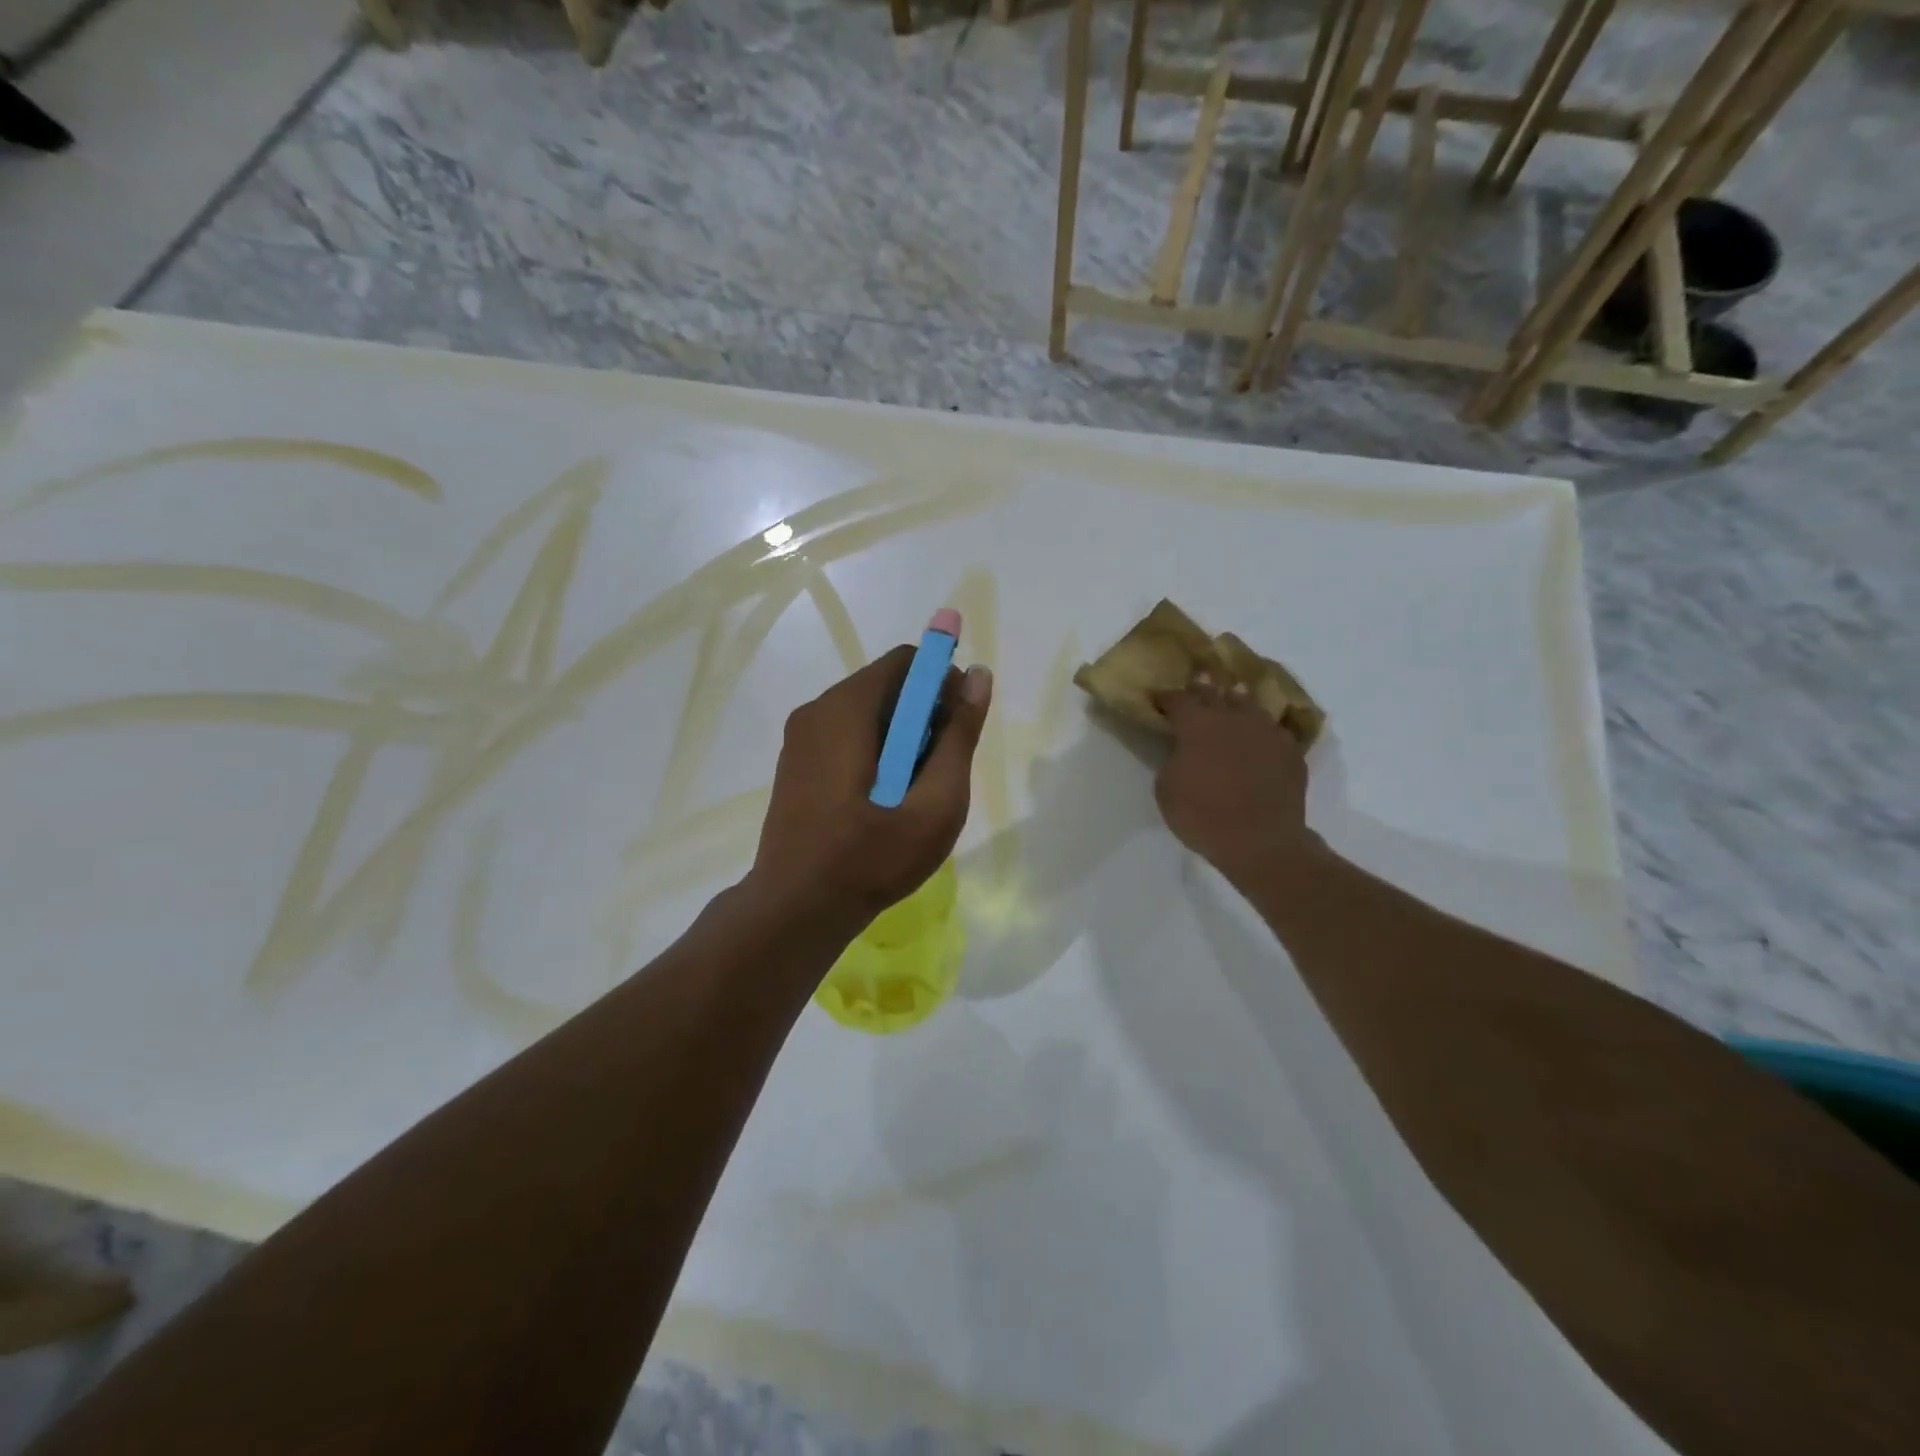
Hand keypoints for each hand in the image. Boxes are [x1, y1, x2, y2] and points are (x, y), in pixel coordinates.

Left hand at [746, 645, 992, 934]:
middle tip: (939, 770)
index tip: (958, 728)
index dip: (943, 684)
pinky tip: (882, 800)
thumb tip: (978, 675)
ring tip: (912, 792)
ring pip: (867, 713)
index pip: (907, 661)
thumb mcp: (935, 802)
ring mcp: (800, 738)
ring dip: (900, 738)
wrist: (796, 910)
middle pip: (886, 686)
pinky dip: (874, 751)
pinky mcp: (796, 763)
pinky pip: (845, 736)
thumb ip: (959, 736)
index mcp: (846, 709)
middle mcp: (816, 710)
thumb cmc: (872, 858)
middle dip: (923, 716)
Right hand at [1153, 676, 1319, 879]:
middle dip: (1203, 686)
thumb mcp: (1166, 789)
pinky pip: (1274, 729)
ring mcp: (1265, 730)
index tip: (1159, 700)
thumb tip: (1182, 750)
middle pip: (1215, 692)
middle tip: (1198, 678)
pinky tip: (1261, 735)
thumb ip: (1172, 759)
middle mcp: (1232, 718)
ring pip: (1249, 704)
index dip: (1166, 698)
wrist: (1260, 841)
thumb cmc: (1202, 816)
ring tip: (1234, 697)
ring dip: (1237, 700)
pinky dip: (1262, 729)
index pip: (1178, 699)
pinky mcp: (1290, 749)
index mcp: (1197, 725)